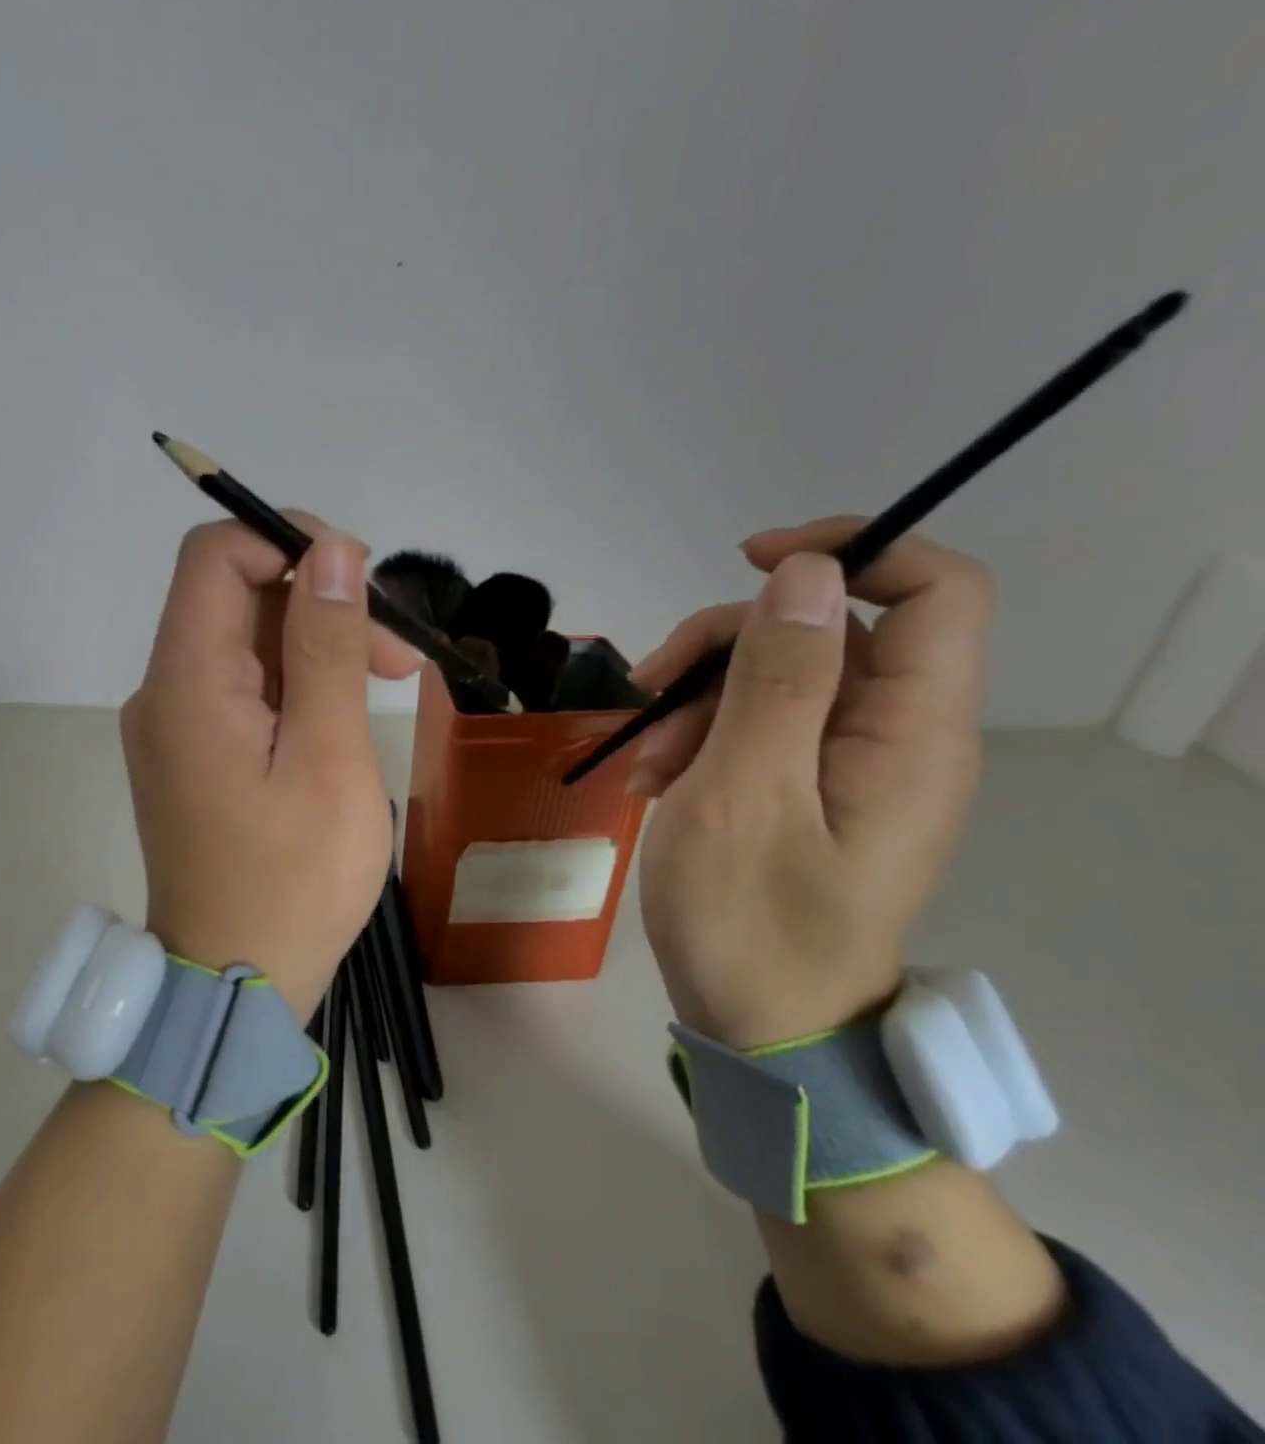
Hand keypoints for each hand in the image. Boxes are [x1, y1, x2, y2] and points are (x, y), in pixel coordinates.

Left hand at [122, 517, 421, 1018]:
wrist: (233, 982)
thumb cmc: (293, 880)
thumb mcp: (328, 757)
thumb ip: (326, 646)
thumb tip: (330, 550)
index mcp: (186, 681)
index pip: (215, 556)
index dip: (285, 540)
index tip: (360, 577)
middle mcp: (165, 690)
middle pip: (234, 595)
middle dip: (318, 600)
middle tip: (397, 651)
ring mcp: (174, 725)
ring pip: (243, 642)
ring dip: (314, 642)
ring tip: (385, 680)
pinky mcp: (192, 754)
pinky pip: (240, 687)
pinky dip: (294, 681)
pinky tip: (340, 713)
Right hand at [626, 518, 995, 1049]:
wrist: (761, 1027)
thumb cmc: (751, 919)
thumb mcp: (744, 793)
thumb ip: (778, 680)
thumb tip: (805, 576)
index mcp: (909, 732)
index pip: (936, 590)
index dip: (852, 551)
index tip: (751, 563)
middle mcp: (894, 736)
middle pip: (827, 630)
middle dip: (725, 644)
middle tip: (648, 689)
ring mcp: (849, 764)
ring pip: (777, 676)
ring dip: (697, 699)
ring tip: (643, 760)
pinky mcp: (809, 787)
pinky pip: (759, 726)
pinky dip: (700, 737)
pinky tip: (656, 778)